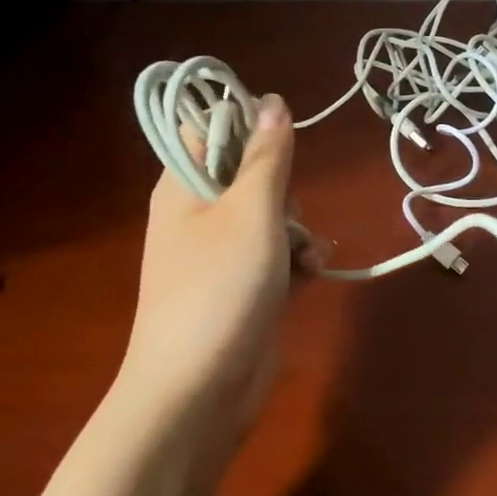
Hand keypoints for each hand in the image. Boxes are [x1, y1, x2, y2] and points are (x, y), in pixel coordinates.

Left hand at [117, 93, 313, 434]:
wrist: (197, 393)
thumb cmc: (219, 289)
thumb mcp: (251, 213)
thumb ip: (267, 157)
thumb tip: (272, 101)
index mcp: (183, 186)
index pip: (210, 128)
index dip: (248, 125)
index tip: (283, 145)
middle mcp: (198, 214)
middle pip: (249, 173)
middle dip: (283, 188)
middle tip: (286, 215)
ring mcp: (221, 253)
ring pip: (270, 215)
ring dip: (297, 228)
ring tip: (305, 254)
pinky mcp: (244, 286)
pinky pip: (276, 254)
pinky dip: (296, 259)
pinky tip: (313, 273)